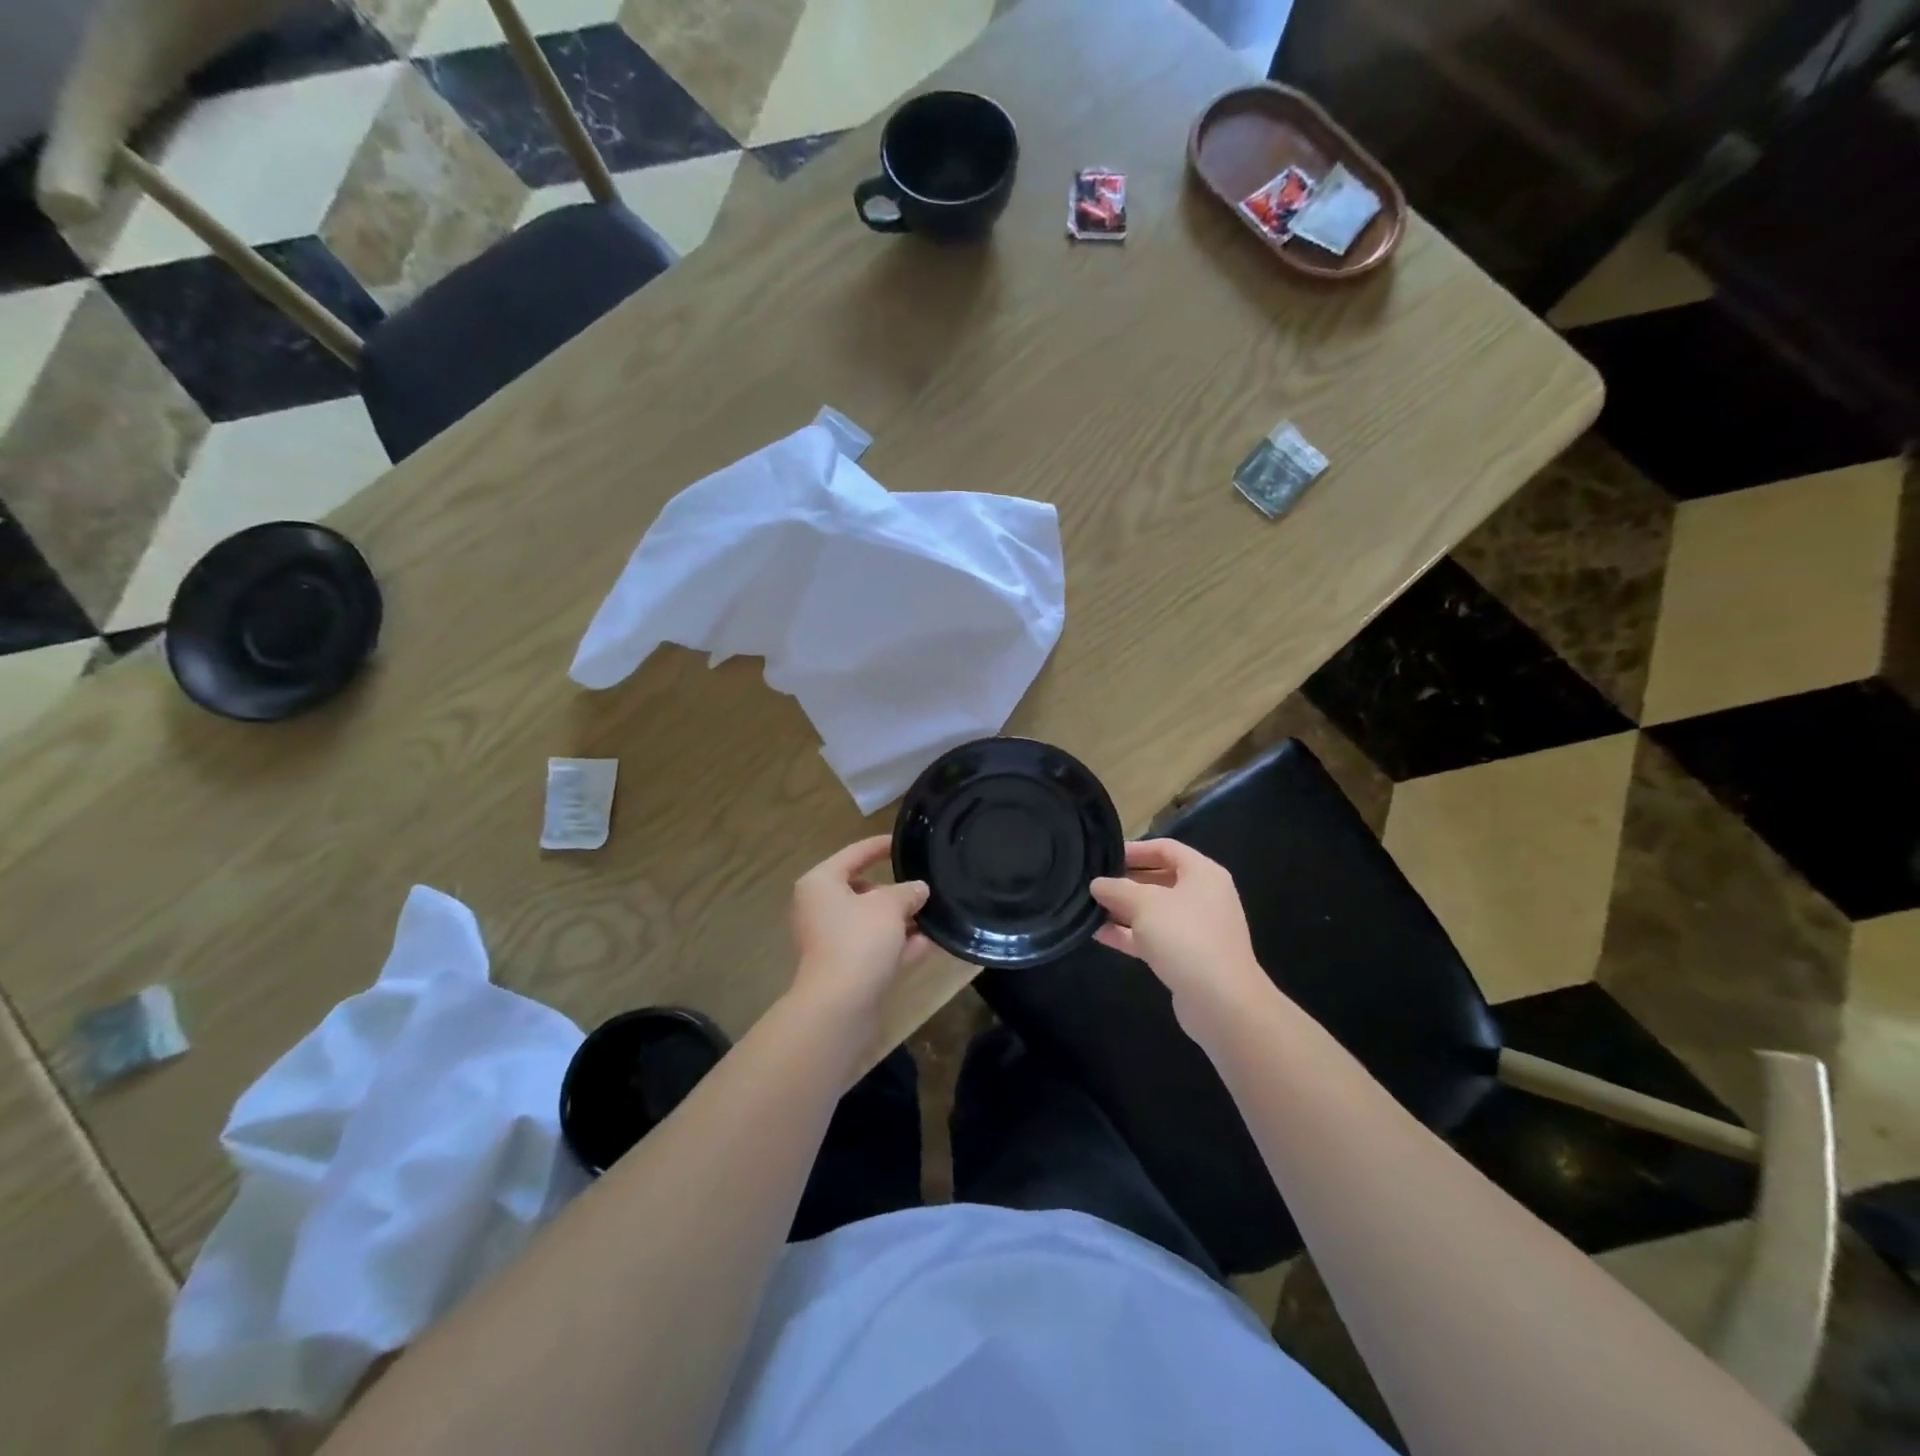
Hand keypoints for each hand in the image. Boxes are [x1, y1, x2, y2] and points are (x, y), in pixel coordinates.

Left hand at [789, 836, 930, 1016]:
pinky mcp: (844, 968)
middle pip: (863, 889)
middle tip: (926, 884)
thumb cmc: (859, 940)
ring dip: (901, 919)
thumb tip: (919, 889)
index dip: (881, 846)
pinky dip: (899, 944)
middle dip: (896, 890)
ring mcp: (831, 940)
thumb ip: (907, 892)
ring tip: (934, 913)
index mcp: (821, 883)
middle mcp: (821, 908)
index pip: (855, 853)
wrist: (840, 1006)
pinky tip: (931, 942)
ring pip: (871, 921)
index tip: (905, 842)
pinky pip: (876, 947)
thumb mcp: (890, 906)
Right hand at [1090, 840, 1266, 1019]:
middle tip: (1093, 882)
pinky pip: (1153, 937)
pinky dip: (1129, 934)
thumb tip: (1098, 884)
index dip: (1135, 849)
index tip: (1104, 856)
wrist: (1222, 1002)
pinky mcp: (1187, 957)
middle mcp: (1203, 896)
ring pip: (1154, 911)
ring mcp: (1196, 929)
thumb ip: (1117, 889)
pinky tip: (1098, 934)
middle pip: (1159, 879)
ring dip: (1123, 909)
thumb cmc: (1185, 937)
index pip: (1165, 848)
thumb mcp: (1145, 904)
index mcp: (1202, 873)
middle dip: (1125, 881)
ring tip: (1088, 907)